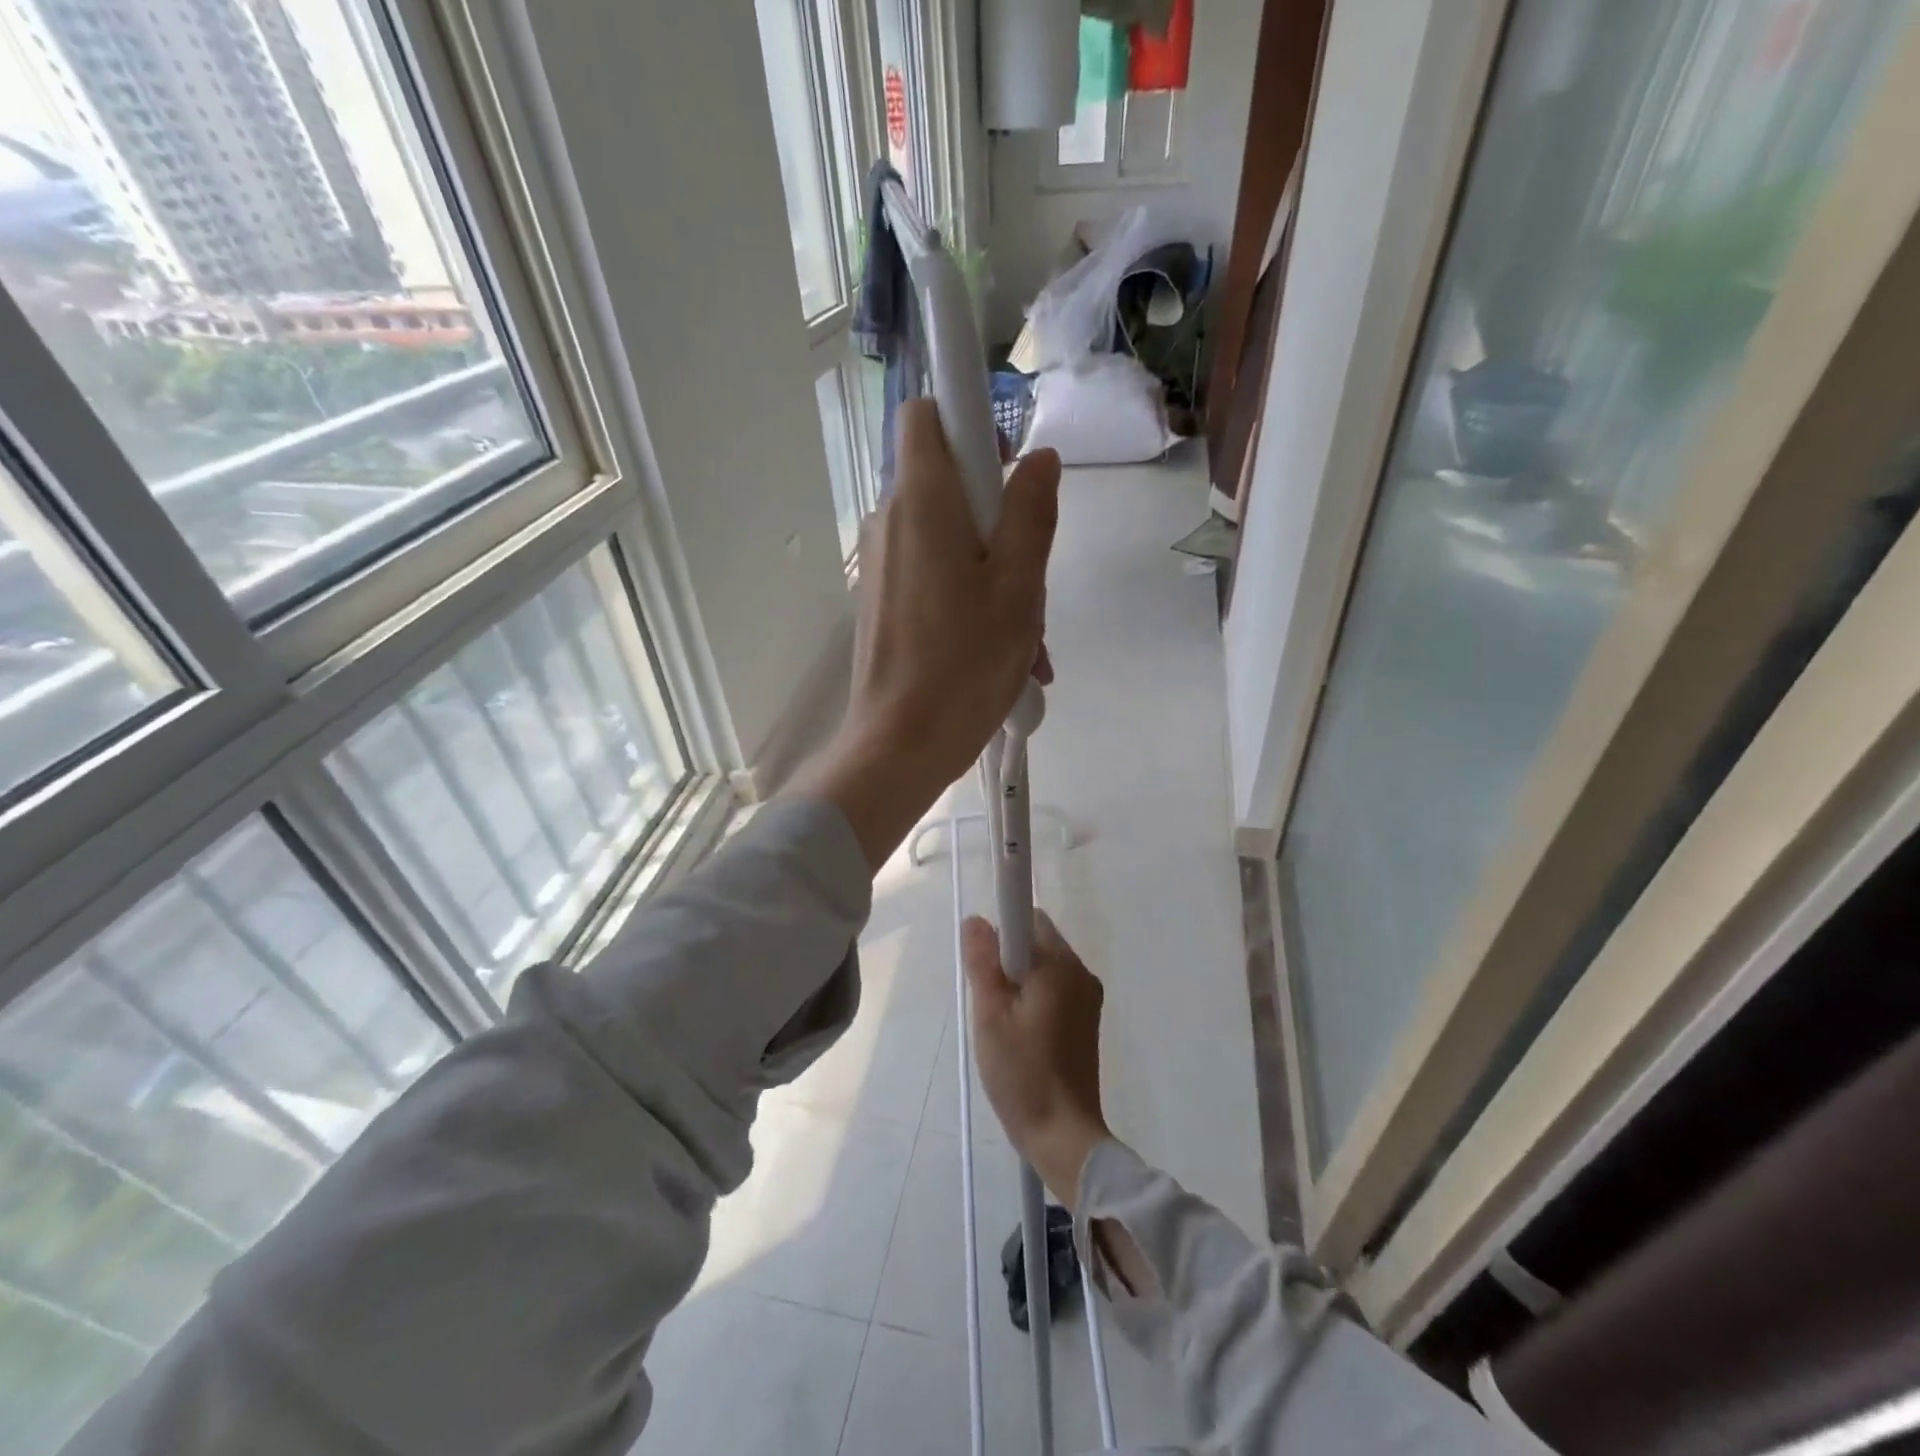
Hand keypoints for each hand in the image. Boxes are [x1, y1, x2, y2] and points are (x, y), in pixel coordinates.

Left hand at [791, 400, 1059, 868]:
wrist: (900, 746)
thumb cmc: (964, 664)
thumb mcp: (1018, 587)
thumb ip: (1030, 512)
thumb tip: (1037, 460)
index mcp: (922, 502)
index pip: (928, 415)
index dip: (970, 423)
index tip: (1006, 468)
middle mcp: (891, 521)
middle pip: (948, 483)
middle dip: (999, 517)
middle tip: (1032, 578)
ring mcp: (884, 565)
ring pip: (949, 538)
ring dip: (995, 572)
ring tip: (1028, 639)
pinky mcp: (884, 601)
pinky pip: (934, 577)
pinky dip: (970, 598)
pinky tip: (1003, 654)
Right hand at [963, 912, 1109, 1206]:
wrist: (1063, 1135)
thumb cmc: (1022, 1073)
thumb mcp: (990, 1016)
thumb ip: (982, 962)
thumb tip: (976, 919)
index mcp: (1059, 966)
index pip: (1028, 917)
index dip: (1002, 930)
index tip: (985, 962)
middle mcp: (1080, 972)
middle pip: (1037, 941)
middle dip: (1008, 959)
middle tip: (989, 1001)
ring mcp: (1088, 996)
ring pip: (1044, 966)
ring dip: (1020, 980)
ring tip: (1003, 1023)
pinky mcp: (1087, 1018)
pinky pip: (1055, 988)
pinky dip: (1034, 997)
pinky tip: (1021, 1034)